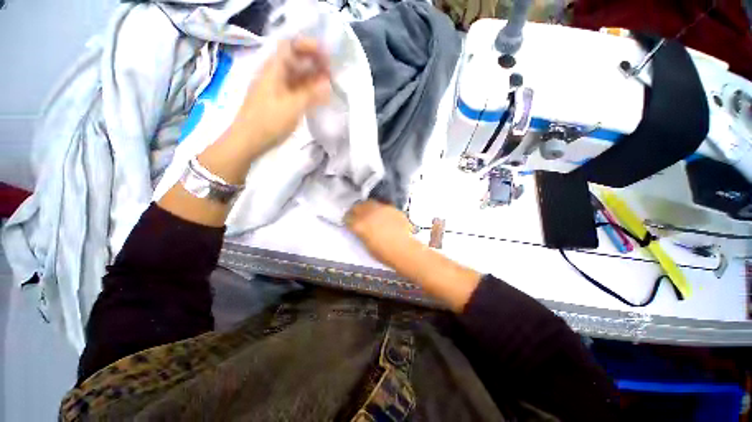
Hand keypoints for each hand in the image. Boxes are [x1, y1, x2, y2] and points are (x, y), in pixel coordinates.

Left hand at [231, 38, 331, 155]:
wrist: (248, 140)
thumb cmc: (269, 121)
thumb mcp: (292, 107)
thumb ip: (311, 94)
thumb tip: (327, 83)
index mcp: (273, 70)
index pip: (290, 46)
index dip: (308, 46)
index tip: (326, 56)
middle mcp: (274, 75)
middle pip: (294, 61)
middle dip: (314, 63)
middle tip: (332, 72)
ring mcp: (275, 89)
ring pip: (296, 77)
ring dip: (312, 78)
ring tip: (329, 85)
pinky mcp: (278, 101)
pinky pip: (295, 90)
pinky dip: (307, 91)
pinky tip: (318, 97)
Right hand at [345, 200, 415, 265]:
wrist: (403, 249)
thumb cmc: (383, 253)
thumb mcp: (366, 244)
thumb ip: (361, 233)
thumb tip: (360, 228)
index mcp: (359, 224)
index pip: (347, 217)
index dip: (347, 220)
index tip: (348, 222)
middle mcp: (368, 213)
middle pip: (357, 206)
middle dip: (355, 210)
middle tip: (357, 215)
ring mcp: (381, 208)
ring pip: (369, 202)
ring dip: (367, 206)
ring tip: (369, 212)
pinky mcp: (391, 208)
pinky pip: (382, 205)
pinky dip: (379, 208)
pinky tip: (382, 215)